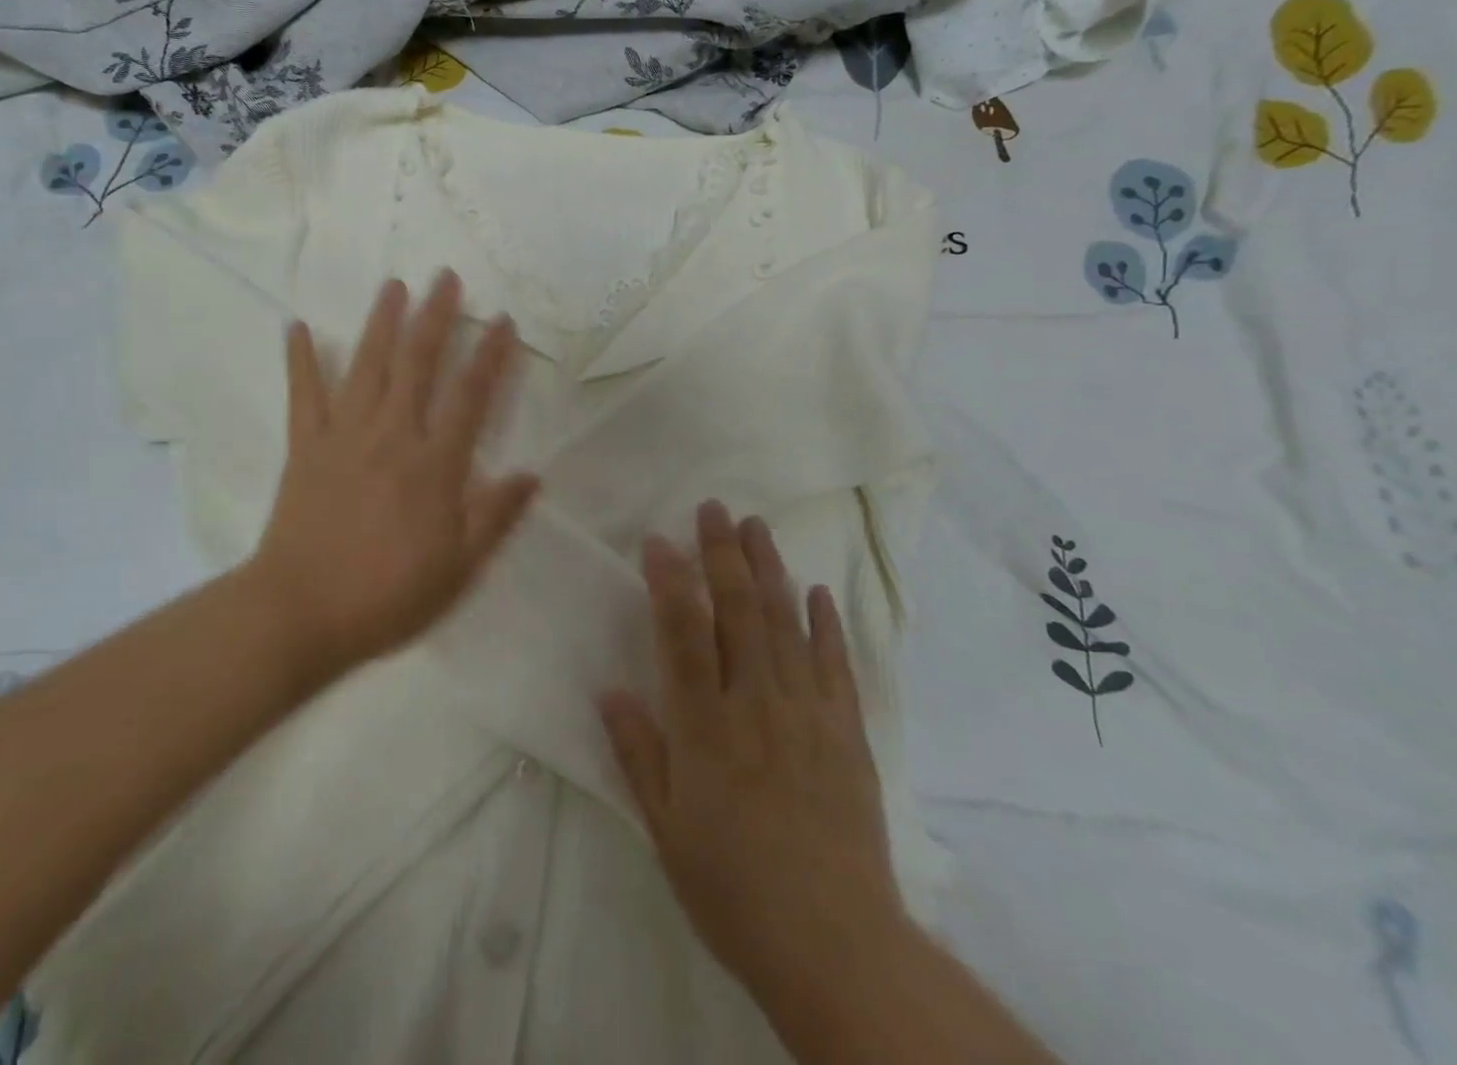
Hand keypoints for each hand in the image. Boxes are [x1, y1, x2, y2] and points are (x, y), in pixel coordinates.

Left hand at [250, 271, 540, 676]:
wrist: (300, 611)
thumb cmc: (386, 595)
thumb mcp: (458, 568)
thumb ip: (495, 517)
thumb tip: (531, 475)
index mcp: (434, 464)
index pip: (470, 396)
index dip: (490, 355)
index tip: (502, 320)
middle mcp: (392, 435)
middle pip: (417, 363)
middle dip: (435, 316)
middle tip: (445, 277)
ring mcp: (344, 435)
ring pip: (367, 366)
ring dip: (382, 322)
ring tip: (394, 285)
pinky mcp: (305, 446)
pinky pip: (303, 394)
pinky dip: (300, 359)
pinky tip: (296, 326)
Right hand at [599, 501, 906, 999]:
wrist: (835, 948)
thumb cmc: (733, 889)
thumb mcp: (665, 829)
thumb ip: (638, 753)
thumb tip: (610, 690)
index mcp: (705, 728)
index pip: (682, 635)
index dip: (669, 582)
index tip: (658, 540)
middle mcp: (756, 705)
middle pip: (738, 613)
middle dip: (722, 554)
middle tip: (713, 508)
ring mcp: (807, 714)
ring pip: (785, 624)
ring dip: (770, 570)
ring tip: (757, 526)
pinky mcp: (846, 733)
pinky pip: (835, 665)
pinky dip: (826, 624)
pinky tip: (818, 591)